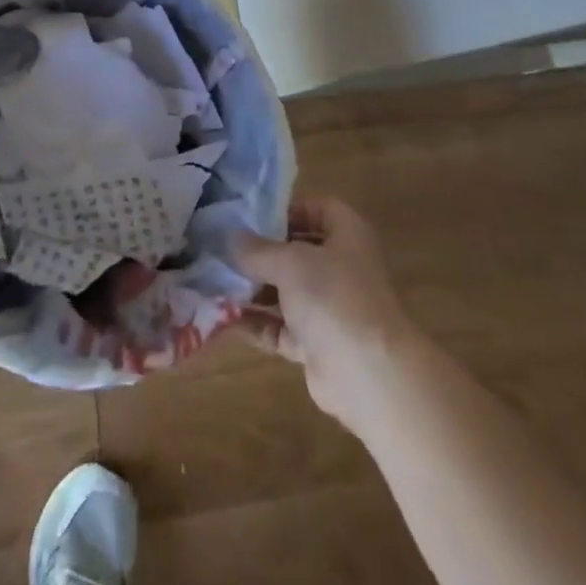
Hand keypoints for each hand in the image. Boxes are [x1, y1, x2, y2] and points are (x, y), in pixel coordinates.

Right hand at [235, 197, 410, 425]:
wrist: (369, 376)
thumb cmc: (333, 297)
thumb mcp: (288, 261)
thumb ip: (256, 249)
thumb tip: (229, 239)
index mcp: (348, 235)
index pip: (318, 209)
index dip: (287, 209)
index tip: (251, 216)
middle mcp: (343, 268)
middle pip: (298, 251)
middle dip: (261, 252)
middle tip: (224, 248)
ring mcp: (332, 309)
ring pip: (288, 291)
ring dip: (255, 289)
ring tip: (215, 281)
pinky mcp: (319, 345)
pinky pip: (282, 328)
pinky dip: (258, 324)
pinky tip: (226, 317)